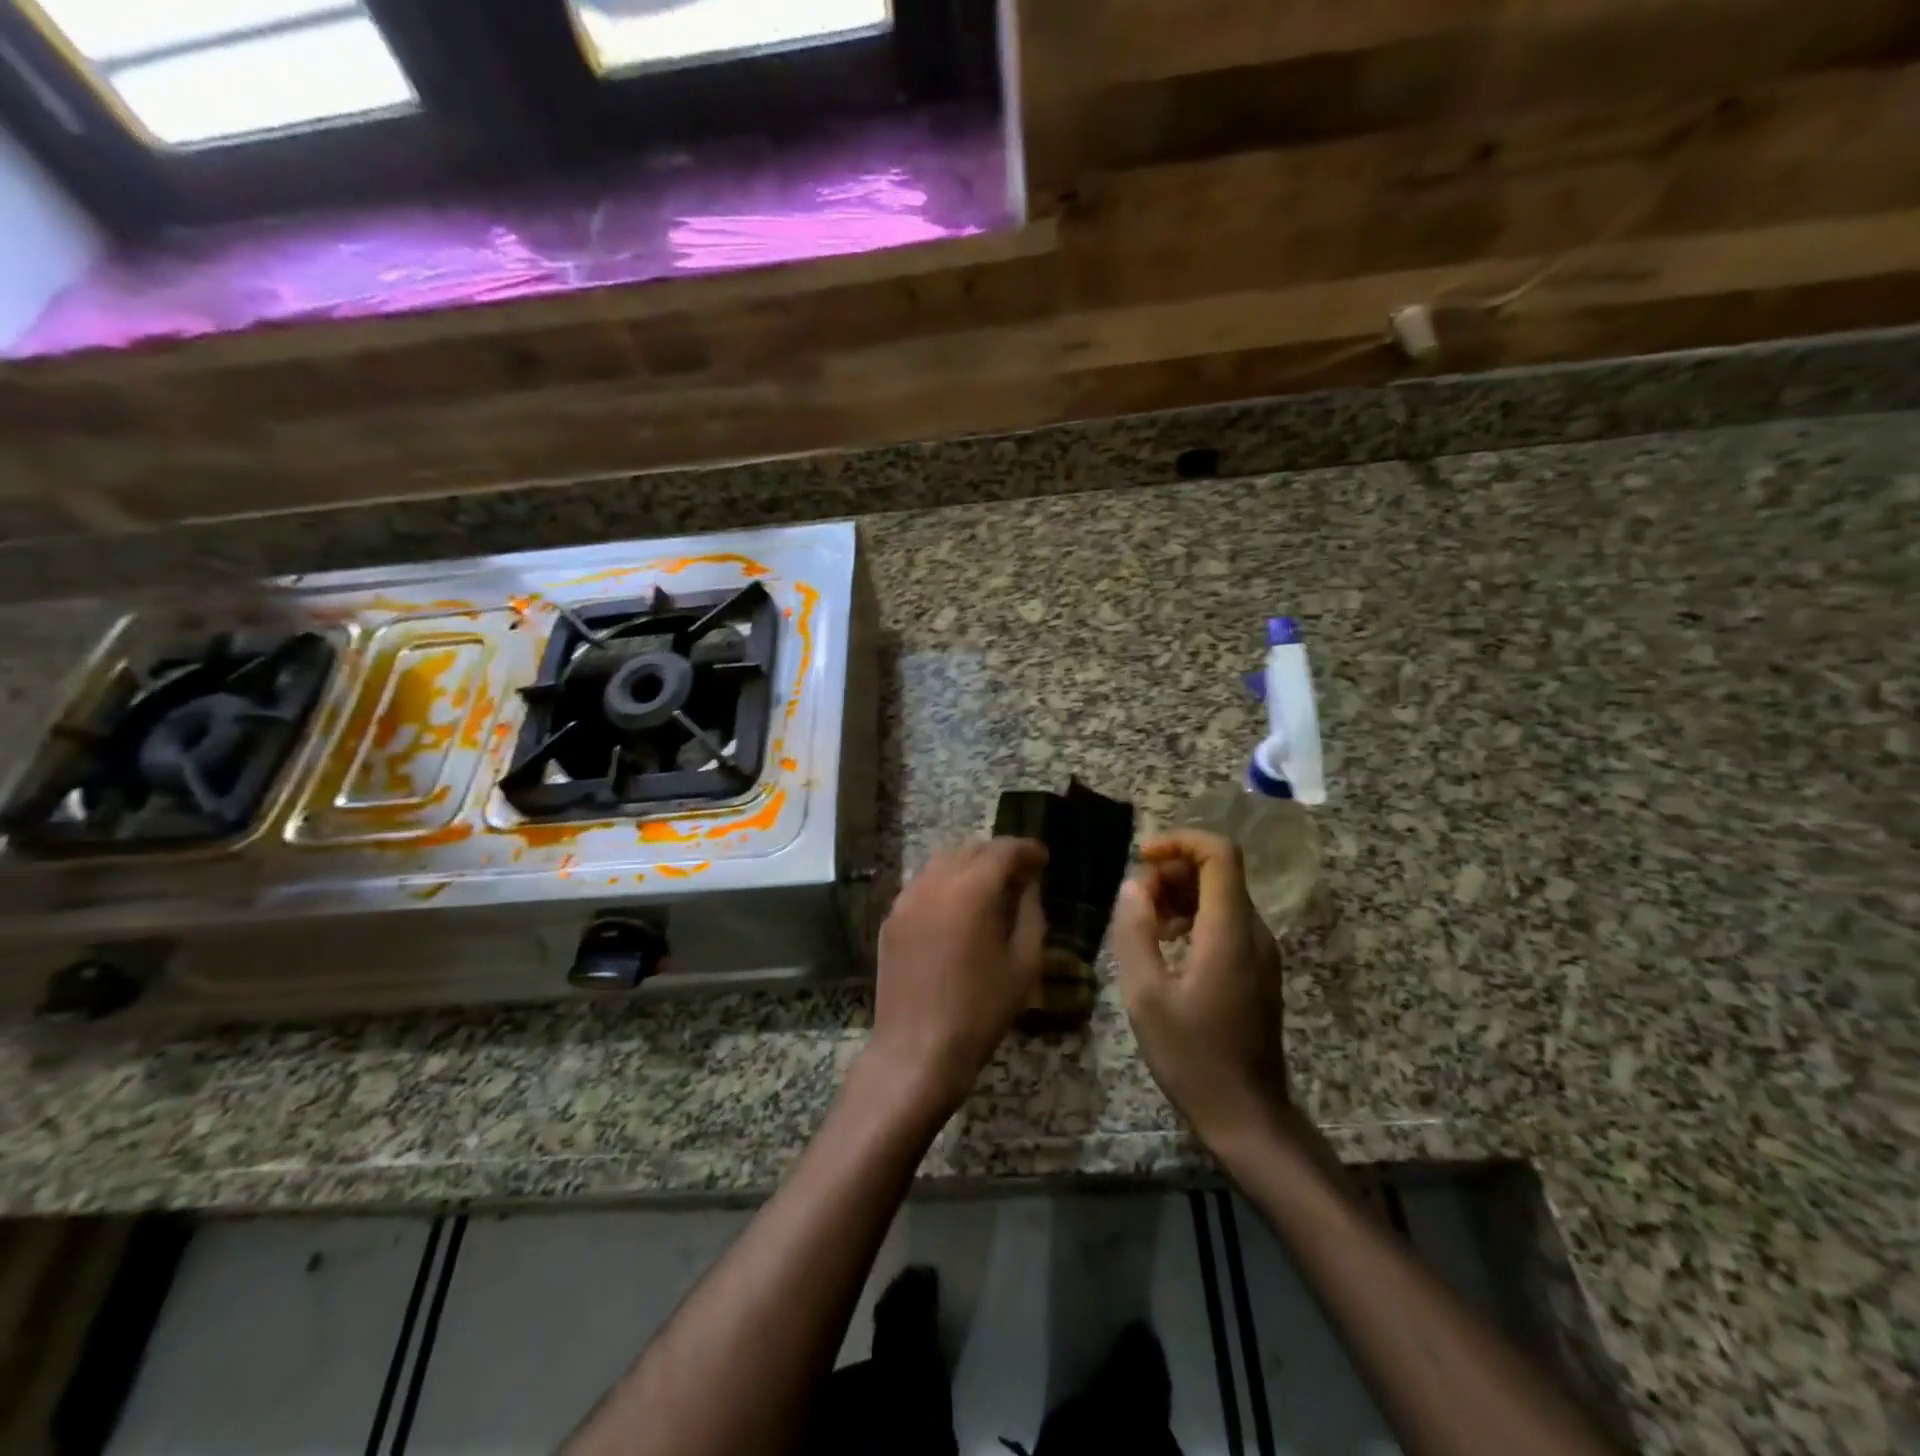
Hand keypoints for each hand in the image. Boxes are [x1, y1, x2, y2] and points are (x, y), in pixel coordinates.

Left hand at [868, 839, 1048, 1115]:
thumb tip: (1028, 885)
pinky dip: (945, 883)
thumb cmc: (980, 1011)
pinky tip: (958, 909)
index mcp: (971, 890)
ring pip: (942, 862)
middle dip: (999, 855)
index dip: (1027, 850)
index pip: (1003, 850)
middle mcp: (934, 882)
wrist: (917, 1050)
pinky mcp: (891, 918)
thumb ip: (1030, 913)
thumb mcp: (1023, 964)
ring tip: (991, 889)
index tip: (1043, 860)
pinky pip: (923, 884)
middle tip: (1021, 875)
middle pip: (971, 849)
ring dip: (970, 865)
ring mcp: (906, 898)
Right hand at [1111, 830, 1289, 1145]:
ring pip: (1221, 896)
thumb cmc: (1192, 1056)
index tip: (1143, 858)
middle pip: (1218, 872)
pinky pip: (1225, 922)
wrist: (1246, 1115)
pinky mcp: (1257, 969)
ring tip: (1143, 925)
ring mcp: (1260, 951)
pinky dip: (1192, 918)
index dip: (1181, 841)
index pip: (1220, 854)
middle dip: (1171, 872)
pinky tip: (1166, 947)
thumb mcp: (1146, 995)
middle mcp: (1254, 931)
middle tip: (1134, 903)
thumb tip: (1133, 886)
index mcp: (1229, 931)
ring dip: (1179, 896)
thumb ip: (1135, 932)